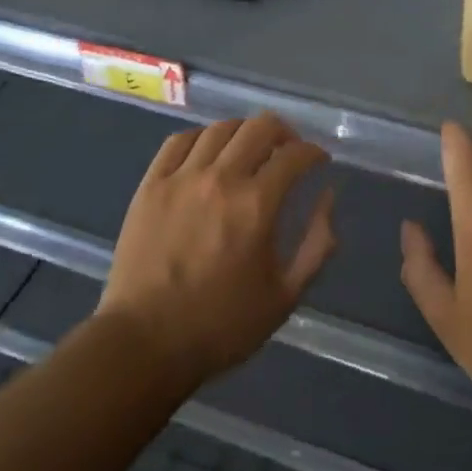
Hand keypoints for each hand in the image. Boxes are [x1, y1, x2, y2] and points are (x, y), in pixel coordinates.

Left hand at [99, 113, 337, 389]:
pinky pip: (179, 141)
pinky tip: (208, 153)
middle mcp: (221, 179)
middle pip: (260, 127)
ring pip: (221, 128)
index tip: (318, 162)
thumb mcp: (286, 296)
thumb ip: (317, 244)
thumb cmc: (221, 325)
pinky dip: (202, 138)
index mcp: (257, 205)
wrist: (144, 343)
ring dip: (244, 133)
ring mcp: (181, 178)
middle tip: (289, 151)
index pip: (295, 155)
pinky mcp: (150, 185)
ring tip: (249, 150)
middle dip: (285, 132)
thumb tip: (327, 198)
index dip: (314, 153)